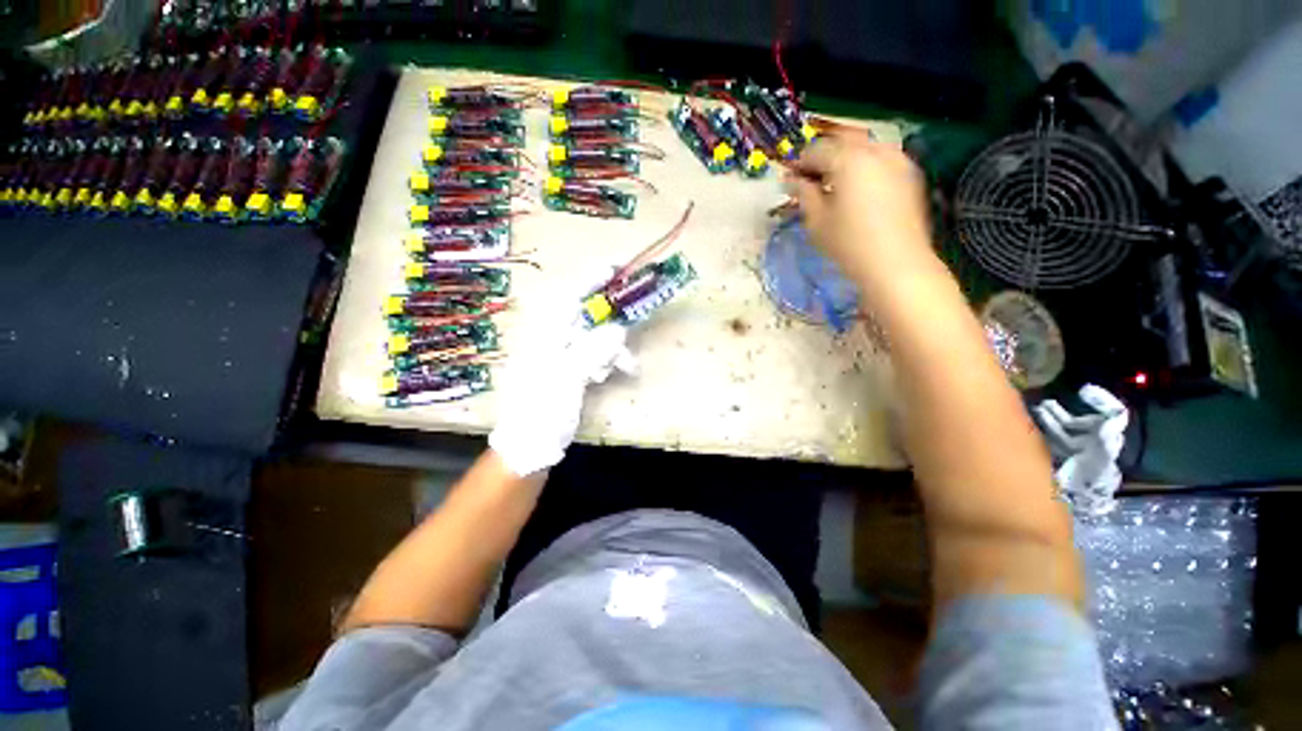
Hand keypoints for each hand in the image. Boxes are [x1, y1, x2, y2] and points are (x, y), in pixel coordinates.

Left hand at [488, 268, 636, 476]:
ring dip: (613, 347)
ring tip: (627, 366)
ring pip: (595, 335)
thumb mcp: (566, 378)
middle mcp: (552, 338)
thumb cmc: (541, 410)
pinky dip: (609, 360)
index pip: (569, 295)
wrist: (530, 444)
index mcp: (544, 334)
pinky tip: (619, 372)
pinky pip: (595, 354)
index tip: (617, 267)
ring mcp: (562, 354)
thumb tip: (617, 330)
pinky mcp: (571, 369)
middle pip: (586, 313)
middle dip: (611, 317)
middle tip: (633, 315)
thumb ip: (591, 349)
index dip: (592, 277)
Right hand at [787, 133, 932, 284]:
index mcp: (848, 159)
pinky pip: (882, 159)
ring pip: (865, 147)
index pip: (817, 150)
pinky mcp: (911, 174)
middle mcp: (875, 150)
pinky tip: (859, 189)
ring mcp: (898, 159)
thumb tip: (793, 181)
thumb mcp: (816, 221)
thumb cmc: (848, 243)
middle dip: (824, 156)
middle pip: (843, 141)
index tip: (791, 181)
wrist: (896, 263)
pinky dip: (866, 166)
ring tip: (836, 184)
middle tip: (812, 179)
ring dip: (846, 159)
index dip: (800, 164)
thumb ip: (804, 194)